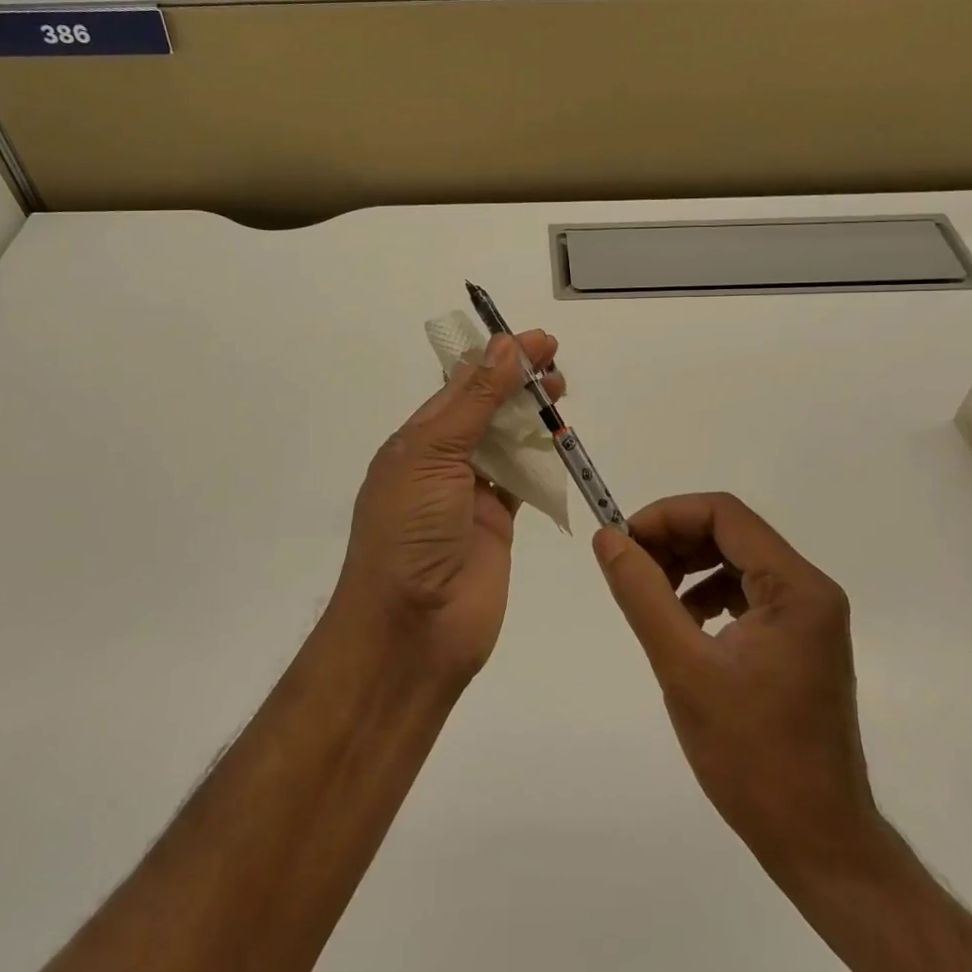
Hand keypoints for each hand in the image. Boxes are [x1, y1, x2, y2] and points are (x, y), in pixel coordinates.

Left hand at [335, 329, 562, 686]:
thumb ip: (474, 402)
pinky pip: (521, 481)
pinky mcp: (497, 524)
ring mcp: (469, 495)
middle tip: (555, 362)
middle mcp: (442, 462)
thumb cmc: (410, 532)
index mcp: (416, 440)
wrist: (411, 630)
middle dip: (517, 382)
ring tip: (561, 392)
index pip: (460, 385)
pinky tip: (559, 439)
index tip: (536, 340)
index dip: (497, 359)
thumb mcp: (433, 455)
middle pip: (485, 409)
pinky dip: (540, 459)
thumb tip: (505, 347)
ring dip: (530, 415)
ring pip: (506, 441)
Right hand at [591, 493, 890, 883]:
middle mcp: (810, 590)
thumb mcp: (683, 668)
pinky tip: (682, 624)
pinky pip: (747, 594)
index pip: (724, 513)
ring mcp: (810, 617)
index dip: (666, 516)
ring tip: (649, 596)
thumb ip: (642, 594)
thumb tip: (607, 538)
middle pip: (731, 532)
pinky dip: (707, 595)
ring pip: (736, 561)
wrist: (817, 843)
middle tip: (628, 567)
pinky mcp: (800, 642)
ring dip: (688, 567)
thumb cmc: (752, 755)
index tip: (622, 541)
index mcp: (796, 587)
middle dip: (674, 540)